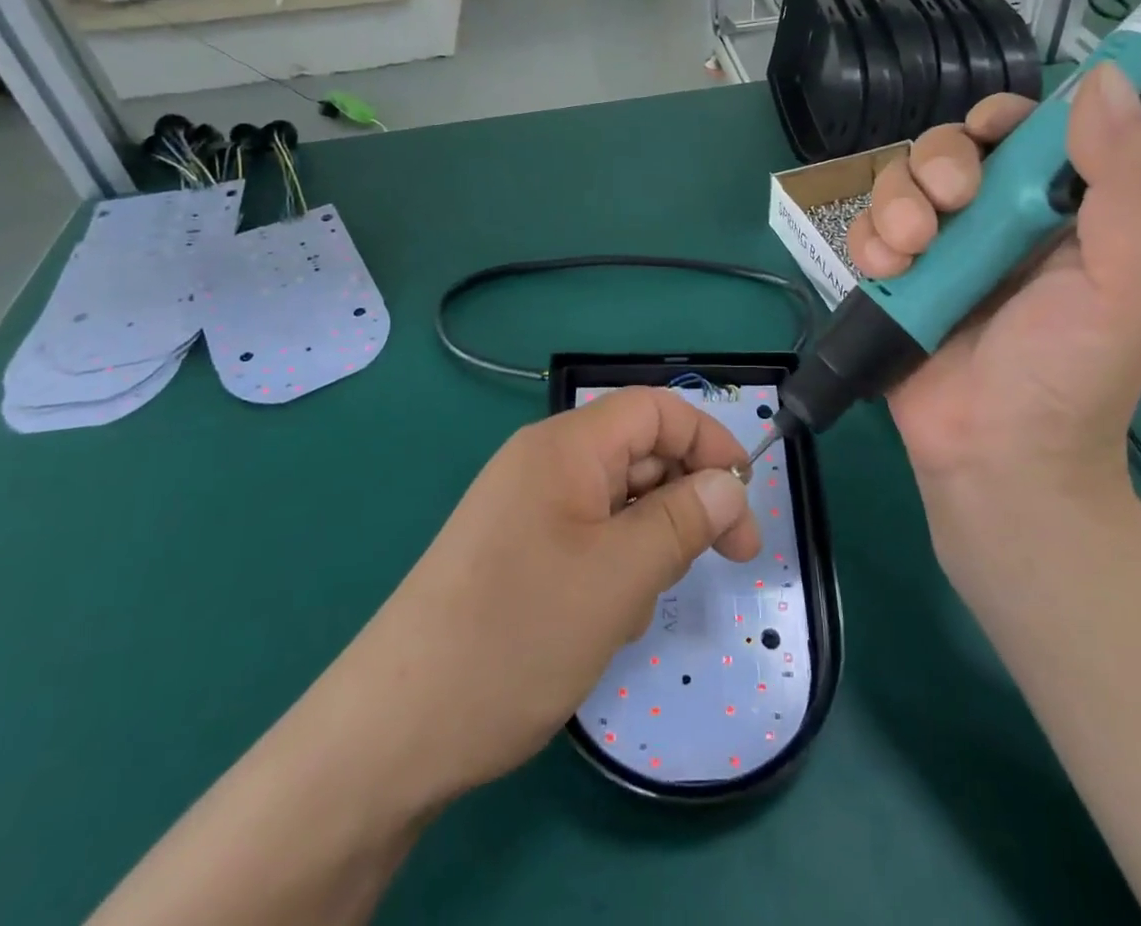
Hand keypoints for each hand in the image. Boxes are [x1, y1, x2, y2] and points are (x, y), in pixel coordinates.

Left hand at [344, 389, 760, 805]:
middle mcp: (544, 463)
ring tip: (636, 605)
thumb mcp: (619, 577)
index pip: (655, 410)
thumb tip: (731, 483)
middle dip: (686, 500)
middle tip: (726, 560)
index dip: (709, 442)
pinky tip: (604, 621)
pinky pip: (588, 536)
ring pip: (618, 501)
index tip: (746, 500)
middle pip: (639, 454)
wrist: (395, 730)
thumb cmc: (516, 636)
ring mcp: (526, 507)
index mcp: (564, 446)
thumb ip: (684, 520)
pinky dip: (615, 567)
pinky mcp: (516, 549)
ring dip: (649, 543)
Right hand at [846, 64, 1140, 568]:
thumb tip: (1106, 80)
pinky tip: (886, 274)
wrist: (998, 461)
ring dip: (897, 204)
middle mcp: (995, 220)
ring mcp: (938, 250)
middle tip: (949, 206)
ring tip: (912, 253)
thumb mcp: (1128, 279)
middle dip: (939, 163)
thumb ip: (1127, 181)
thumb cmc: (1072, 374)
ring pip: (899, 181)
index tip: (989, 135)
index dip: (1003, 118)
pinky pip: (865, 230)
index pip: (1026, 132)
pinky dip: (869, 242)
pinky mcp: (892, 279)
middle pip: (950, 147)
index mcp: (1058, 211)